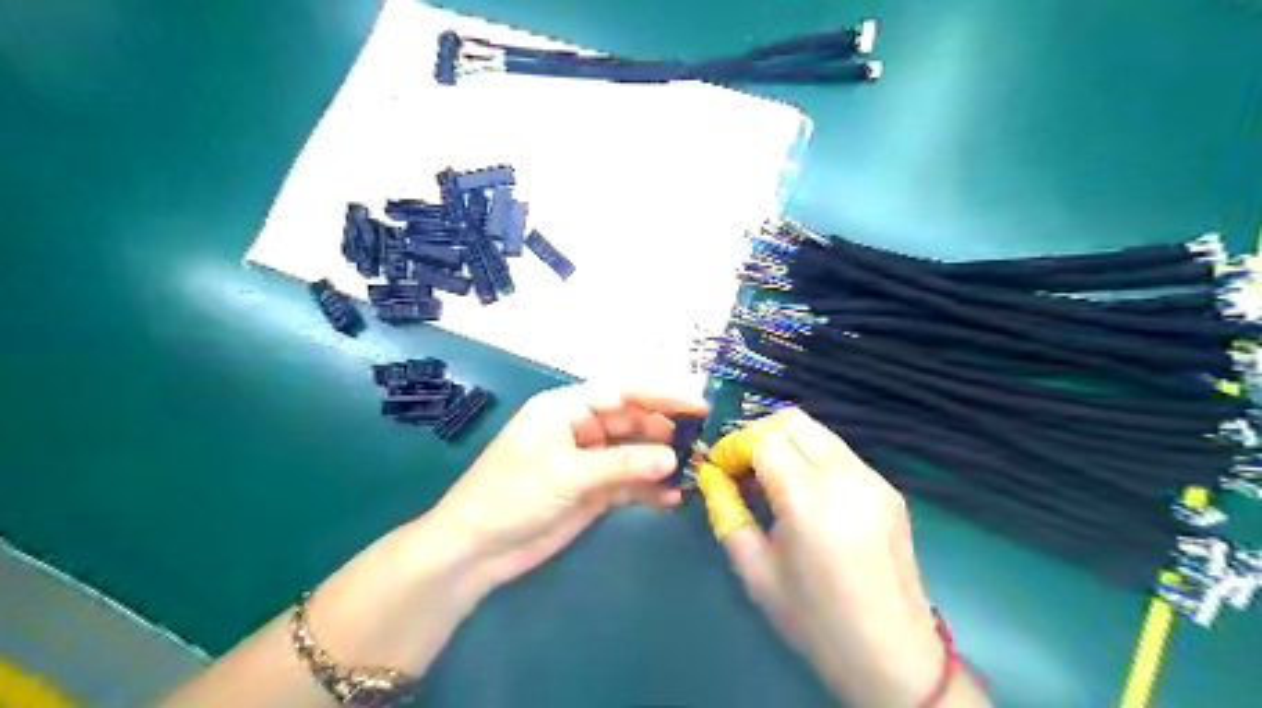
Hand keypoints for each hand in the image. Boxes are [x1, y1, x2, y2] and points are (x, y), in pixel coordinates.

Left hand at [424, 384, 700, 589]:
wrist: (477, 549)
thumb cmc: (513, 495)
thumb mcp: (568, 473)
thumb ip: (622, 464)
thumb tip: (671, 458)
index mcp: (566, 408)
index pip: (621, 392)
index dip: (660, 395)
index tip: (698, 405)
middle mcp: (580, 429)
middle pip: (631, 421)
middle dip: (664, 431)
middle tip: (700, 444)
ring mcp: (587, 461)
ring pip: (633, 453)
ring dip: (659, 461)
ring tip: (692, 471)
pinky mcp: (591, 491)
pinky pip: (627, 483)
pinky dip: (648, 489)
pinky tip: (670, 498)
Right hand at [708, 409, 985, 707]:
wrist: (893, 657)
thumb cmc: (815, 621)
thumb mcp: (755, 570)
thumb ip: (726, 512)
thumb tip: (710, 476)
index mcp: (807, 498)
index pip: (761, 439)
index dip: (733, 446)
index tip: (719, 468)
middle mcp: (844, 475)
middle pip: (792, 421)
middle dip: (758, 434)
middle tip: (740, 466)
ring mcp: (872, 479)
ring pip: (818, 432)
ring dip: (786, 442)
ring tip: (769, 478)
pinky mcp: (888, 489)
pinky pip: (840, 454)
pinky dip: (812, 457)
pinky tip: (805, 494)